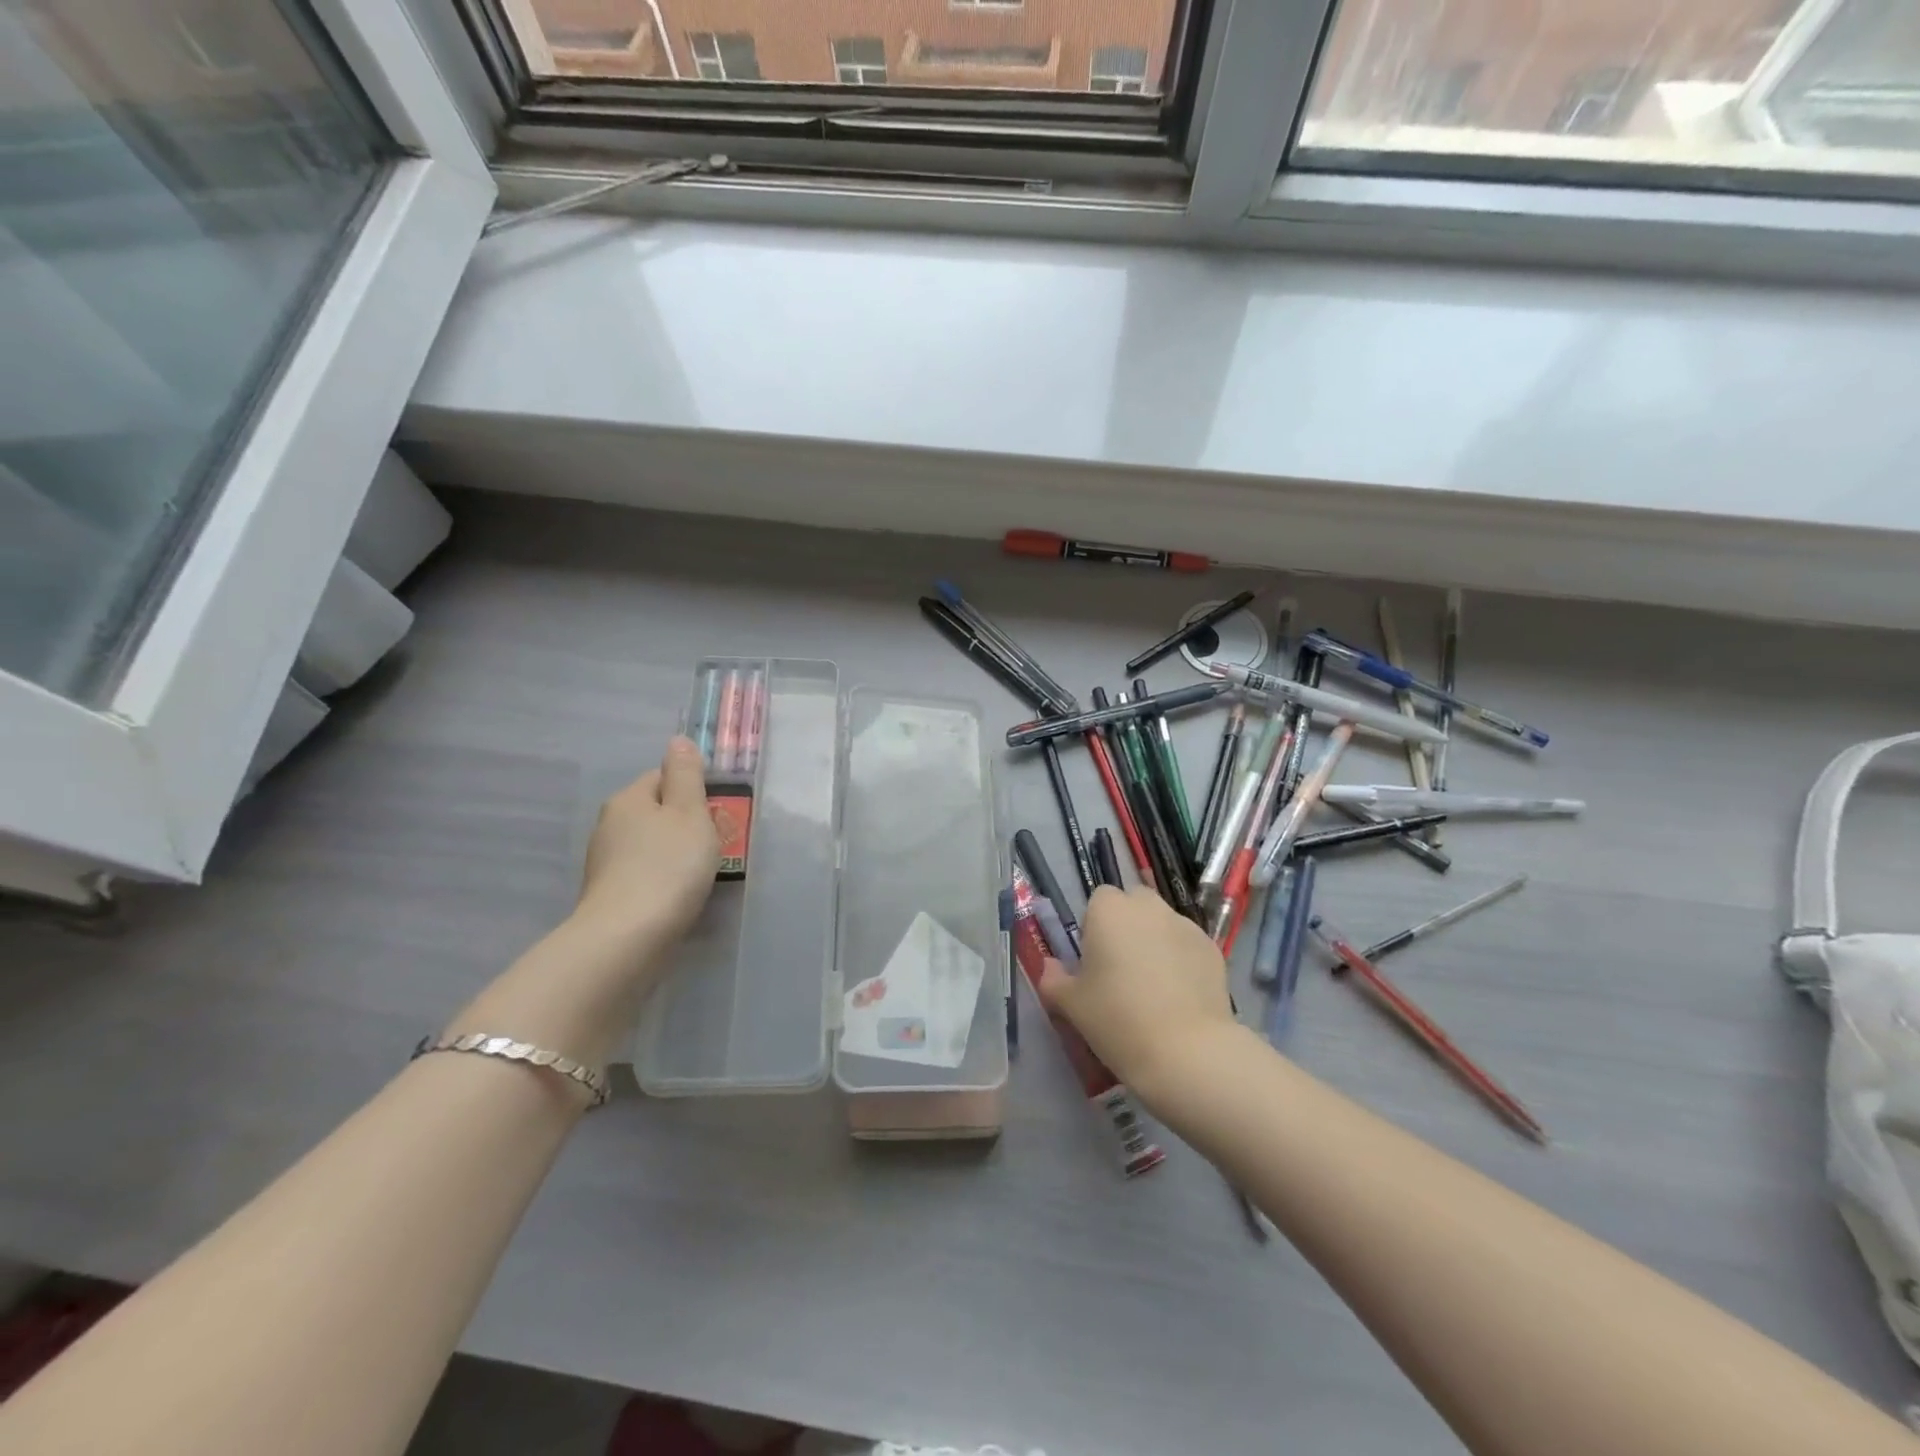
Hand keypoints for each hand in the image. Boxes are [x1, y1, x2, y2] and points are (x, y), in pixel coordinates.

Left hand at [576, 737, 719, 944]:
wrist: (627, 938)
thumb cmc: (668, 867)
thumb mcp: (689, 813)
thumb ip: (686, 775)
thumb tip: (678, 740)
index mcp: (628, 799)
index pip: (662, 776)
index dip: (692, 790)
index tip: (716, 813)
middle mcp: (609, 825)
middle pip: (656, 811)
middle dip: (685, 823)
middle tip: (715, 844)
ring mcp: (605, 862)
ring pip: (650, 844)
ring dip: (674, 853)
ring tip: (700, 874)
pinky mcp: (609, 894)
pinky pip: (644, 873)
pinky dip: (662, 879)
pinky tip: (679, 896)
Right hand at [1037, 886, 1238, 1100]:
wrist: (1187, 1052)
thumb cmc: (1117, 1020)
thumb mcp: (1071, 1004)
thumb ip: (1054, 979)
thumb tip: (1051, 968)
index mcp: (1109, 910)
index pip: (1099, 899)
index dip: (1095, 926)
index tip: (1095, 960)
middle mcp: (1148, 907)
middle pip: (1134, 904)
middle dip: (1127, 926)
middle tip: (1122, 968)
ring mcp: (1185, 925)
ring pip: (1162, 923)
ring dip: (1155, 941)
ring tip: (1154, 986)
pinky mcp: (1212, 949)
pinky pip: (1187, 946)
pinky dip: (1182, 960)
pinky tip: (1180, 997)